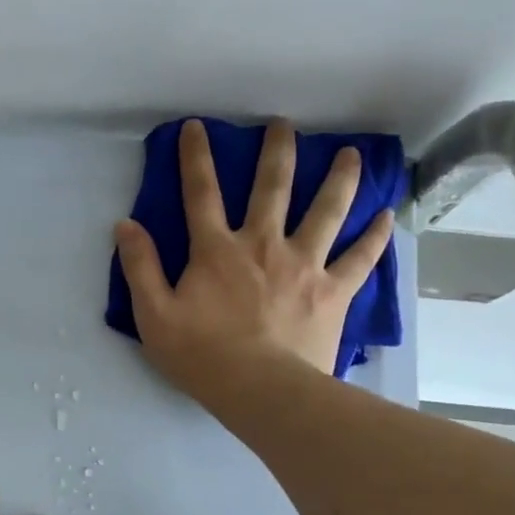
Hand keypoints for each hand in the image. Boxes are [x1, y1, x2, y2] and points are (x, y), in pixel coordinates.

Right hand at [114, 117, 394, 394]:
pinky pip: (360, 258)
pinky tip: (388, 215)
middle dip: (276, 151)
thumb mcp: (154, 316)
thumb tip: (126, 225)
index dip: (196, 158)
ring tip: (350, 155)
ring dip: (338, 179)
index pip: (201, 194)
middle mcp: (263, 244)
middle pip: (273, 187)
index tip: (196, 127)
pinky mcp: (334, 290)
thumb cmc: (201, 356)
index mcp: (217, 250)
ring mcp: (305, 265)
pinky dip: (375, 236)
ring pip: (326, 210)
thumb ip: (140, 268)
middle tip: (283, 125)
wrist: (261, 390)